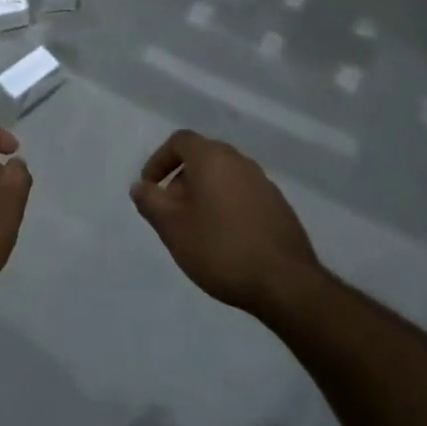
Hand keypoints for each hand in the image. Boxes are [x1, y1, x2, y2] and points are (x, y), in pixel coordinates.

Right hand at [130, 130, 322, 316]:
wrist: (286, 283)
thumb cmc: (220, 248)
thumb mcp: (173, 228)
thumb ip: (151, 202)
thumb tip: (140, 186)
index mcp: (213, 158)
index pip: (180, 141)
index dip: (159, 160)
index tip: (150, 187)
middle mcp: (240, 162)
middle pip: (203, 158)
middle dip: (181, 180)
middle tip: (171, 212)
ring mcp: (264, 184)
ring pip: (224, 178)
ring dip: (205, 194)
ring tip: (196, 229)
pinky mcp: (279, 207)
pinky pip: (243, 196)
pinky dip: (227, 207)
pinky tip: (225, 240)